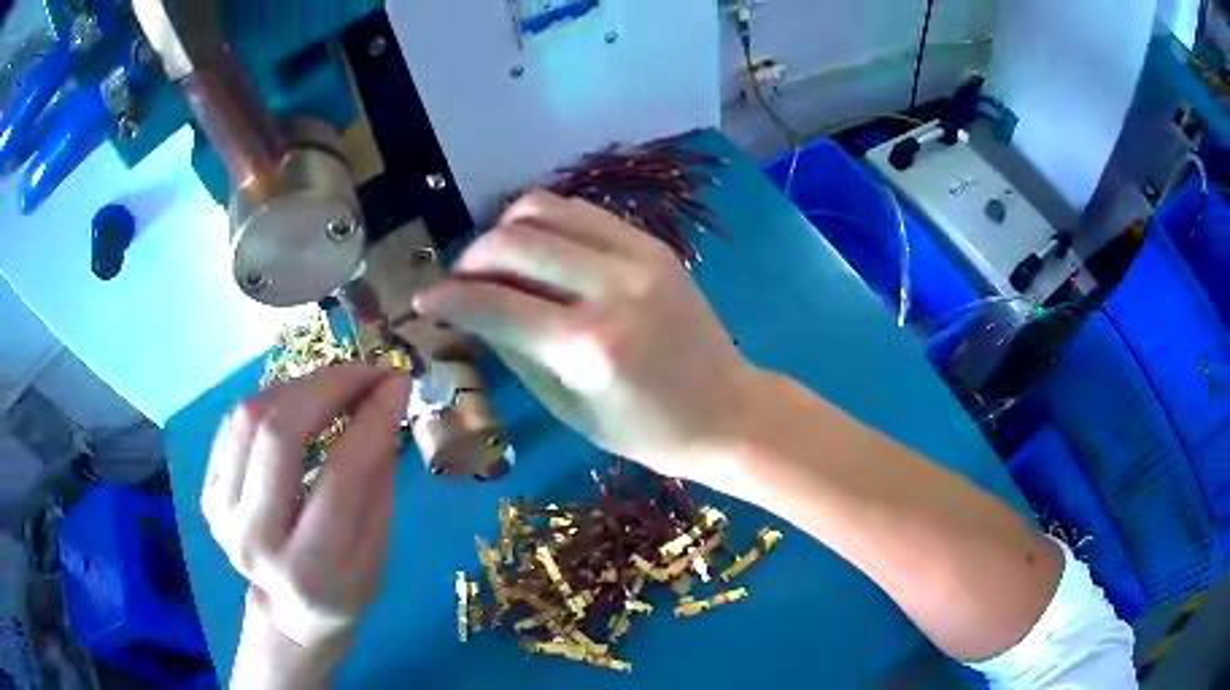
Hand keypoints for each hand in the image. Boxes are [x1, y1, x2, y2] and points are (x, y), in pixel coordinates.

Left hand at [203, 365, 408, 655]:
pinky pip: (235, 422)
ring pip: (250, 417)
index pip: (340, 478)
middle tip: (364, 371)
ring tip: (335, 385)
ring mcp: (221, 512)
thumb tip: (384, 400)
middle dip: (327, 387)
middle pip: (279, 435)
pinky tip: (300, 403)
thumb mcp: (378, 549)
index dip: (370, 420)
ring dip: (299, 388)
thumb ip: (378, 479)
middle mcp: (254, 540)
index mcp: (309, 570)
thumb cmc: (345, 584)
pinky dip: (272, 400)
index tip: (396, 382)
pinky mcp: (207, 490)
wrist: (289, 608)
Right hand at [414, 191, 760, 480]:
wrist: (726, 409)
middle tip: (459, 283)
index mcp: (590, 347)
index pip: (495, 303)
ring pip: (544, 207)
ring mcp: (639, 255)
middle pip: (513, 241)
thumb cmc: (645, 431)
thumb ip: (514, 350)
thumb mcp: (568, 408)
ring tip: (495, 262)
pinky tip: (536, 249)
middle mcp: (612, 287)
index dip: (447, 298)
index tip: (421, 299)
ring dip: (504, 229)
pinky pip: (580, 211)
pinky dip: (544, 222)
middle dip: (470, 258)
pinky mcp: (653, 242)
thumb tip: (468, 311)